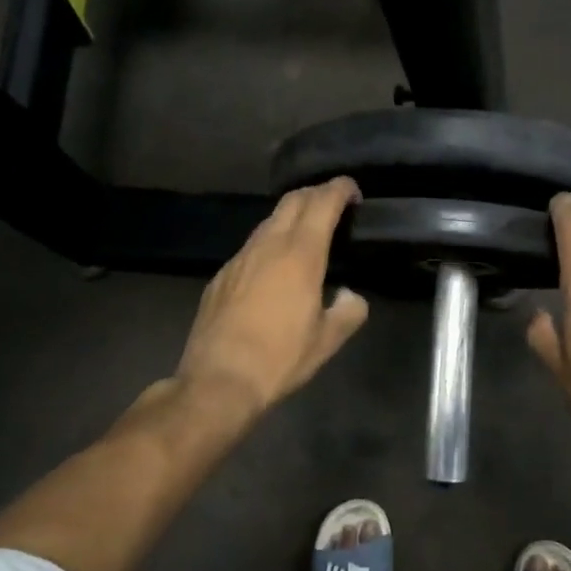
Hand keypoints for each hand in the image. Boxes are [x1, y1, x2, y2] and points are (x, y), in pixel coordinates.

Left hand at [176, 178, 369, 416]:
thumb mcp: (327, 340)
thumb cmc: (280, 358)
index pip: (322, 203)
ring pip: (269, 222)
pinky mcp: (221, 276)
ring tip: (307, 233)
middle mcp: (268, 246)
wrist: (218, 380)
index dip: (340, 189)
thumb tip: (350, 296)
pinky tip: (274, 267)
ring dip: (291, 217)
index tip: (352, 190)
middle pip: (292, 201)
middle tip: (333, 204)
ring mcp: (240, 258)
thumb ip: (348, 311)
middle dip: (315, 194)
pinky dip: (269, 242)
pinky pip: (251, 247)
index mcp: (300, 255)